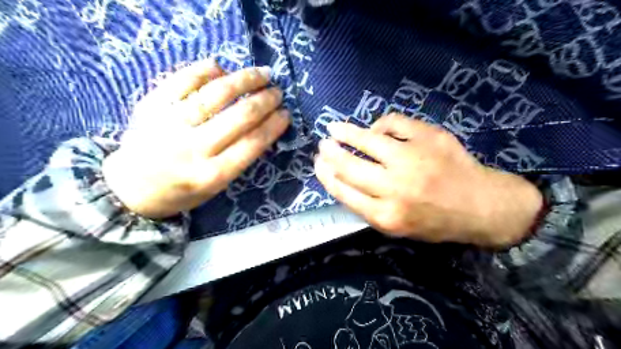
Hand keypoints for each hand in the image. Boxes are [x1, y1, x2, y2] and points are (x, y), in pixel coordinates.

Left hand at [101, 60, 289, 217]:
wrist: (129, 189)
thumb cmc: (181, 191)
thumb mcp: (216, 186)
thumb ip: (239, 159)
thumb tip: (262, 126)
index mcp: (211, 175)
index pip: (252, 144)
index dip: (273, 125)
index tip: (286, 114)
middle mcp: (192, 149)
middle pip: (239, 116)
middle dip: (265, 100)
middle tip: (277, 92)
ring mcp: (170, 124)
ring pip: (215, 94)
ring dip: (244, 79)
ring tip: (261, 74)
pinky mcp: (151, 105)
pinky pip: (182, 80)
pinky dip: (204, 70)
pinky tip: (221, 67)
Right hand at [315, 114, 543, 248]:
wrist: (481, 206)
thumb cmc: (436, 221)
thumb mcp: (397, 228)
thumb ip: (368, 207)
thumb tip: (343, 178)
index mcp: (386, 215)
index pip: (343, 191)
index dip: (325, 175)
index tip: (318, 164)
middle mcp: (395, 188)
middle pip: (349, 166)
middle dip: (330, 153)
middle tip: (322, 145)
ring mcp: (412, 159)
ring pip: (368, 140)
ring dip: (346, 132)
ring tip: (334, 128)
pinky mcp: (429, 137)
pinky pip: (393, 123)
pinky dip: (380, 125)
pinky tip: (376, 129)